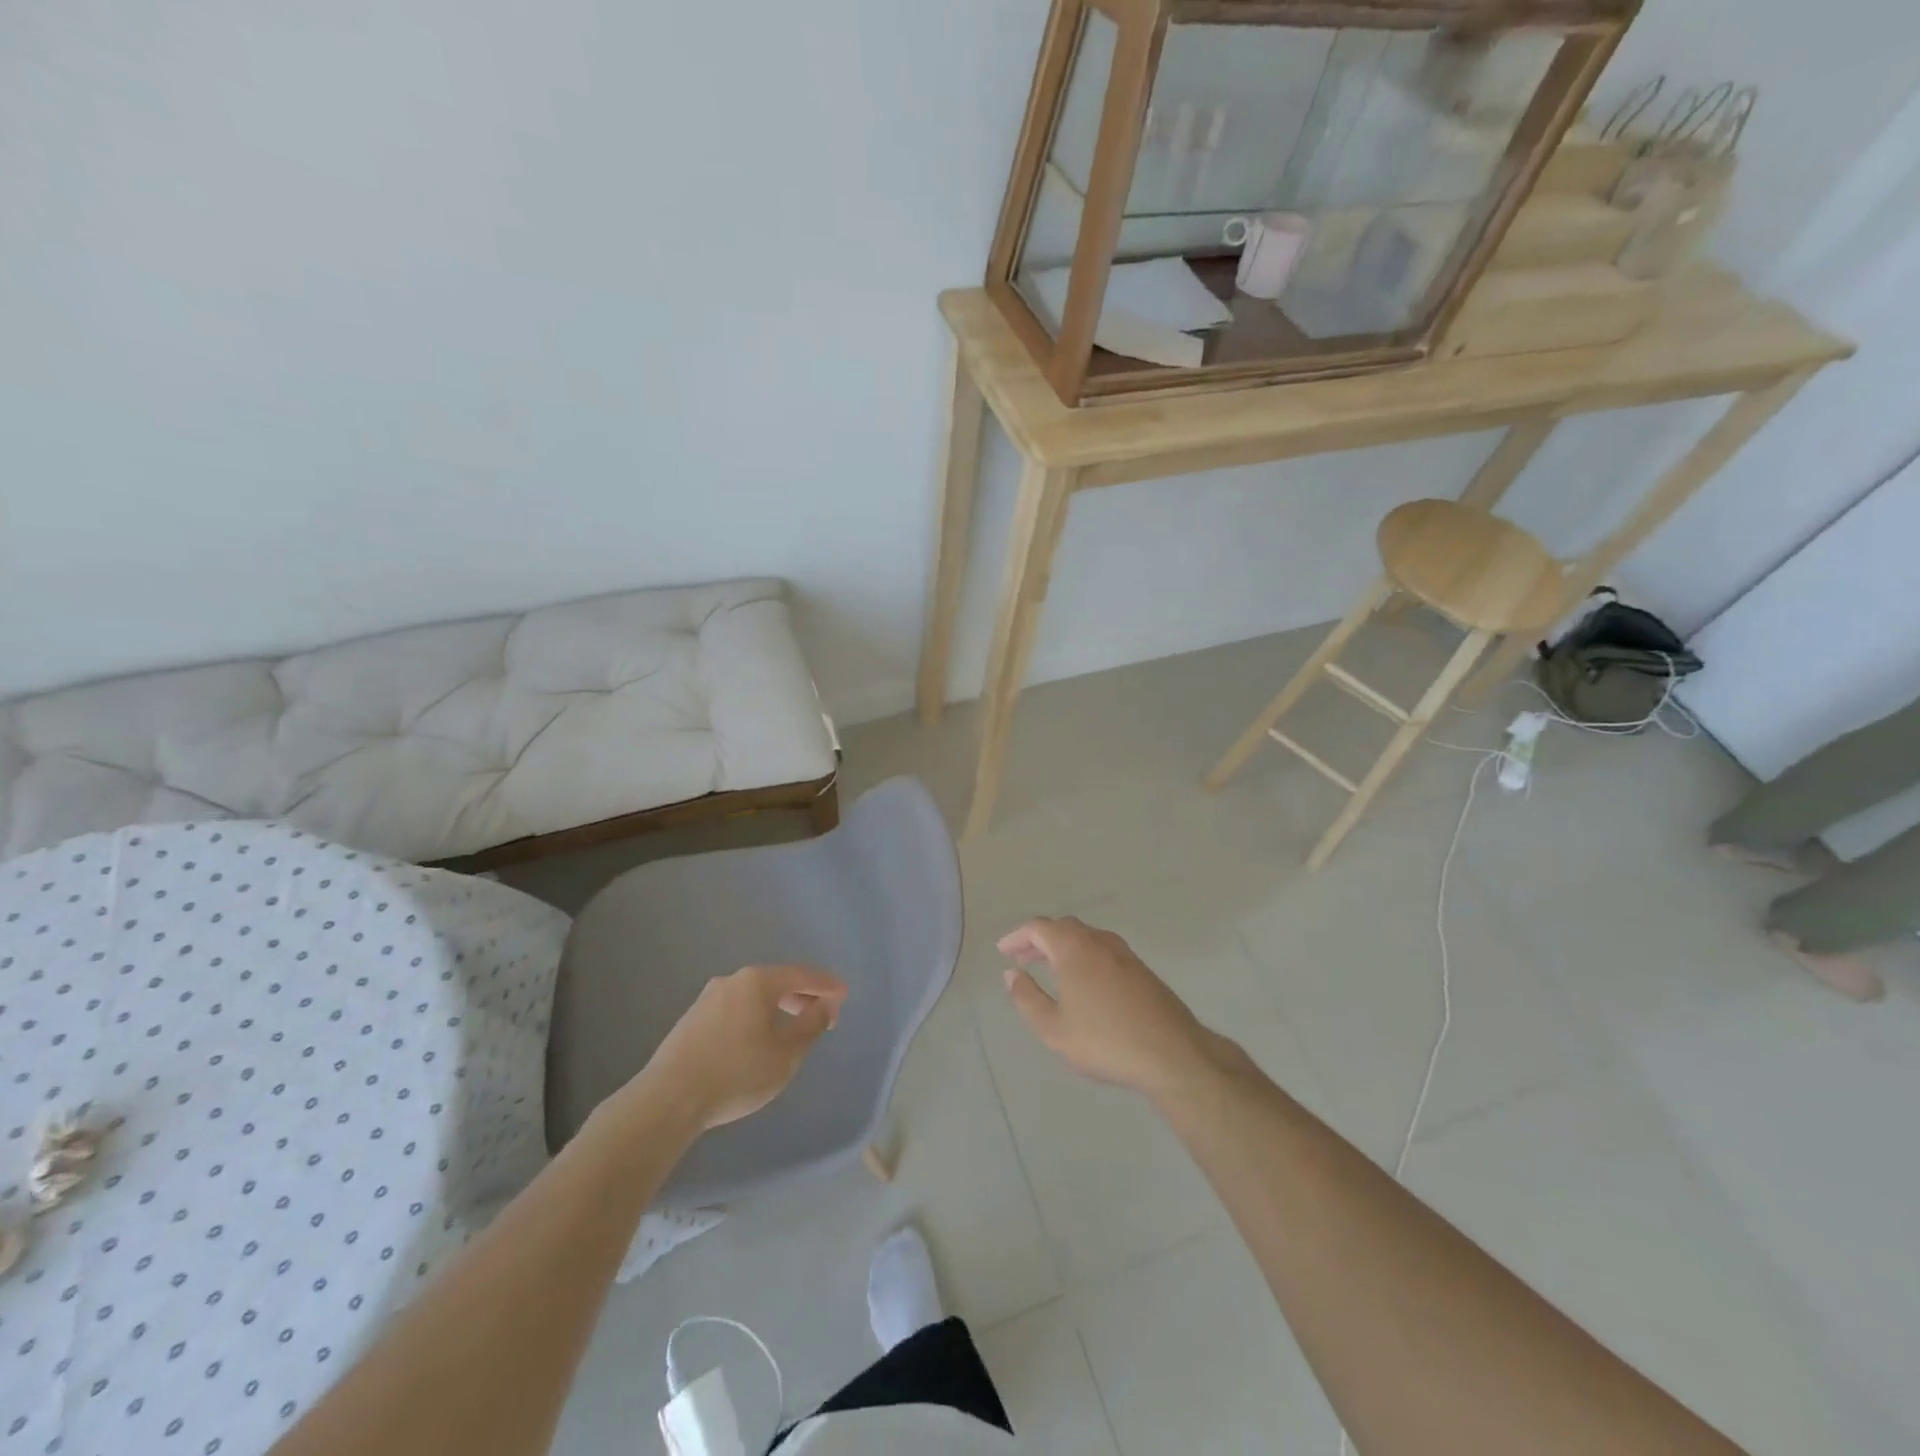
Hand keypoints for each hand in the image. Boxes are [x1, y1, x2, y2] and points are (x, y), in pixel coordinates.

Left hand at [636, 964, 848, 1130]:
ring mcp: (708, 998)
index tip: (844, 994)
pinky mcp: (691, 1020)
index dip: (826, 985)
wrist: (668, 1099)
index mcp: (757, 981)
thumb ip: (811, 1025)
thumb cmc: (737, 1073)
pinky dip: (755, 1017)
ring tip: (791, 1030)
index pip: (801, 975)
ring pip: (754, 996)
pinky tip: (757, 1040)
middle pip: (777, 982)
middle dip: (802, 997)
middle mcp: (732, 981)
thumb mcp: (786, 1054)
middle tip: (822, 1016)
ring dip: (778, 1008)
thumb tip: (825, 1005)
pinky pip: (735, 1009)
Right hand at [999, 917, 1222, 1099]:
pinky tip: (1084, 981)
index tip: (1003, 951)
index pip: (1038, 928)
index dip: (1017, 937)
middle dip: (1039, 940)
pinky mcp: (1141, 968)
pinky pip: (1102, 949)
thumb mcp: (1054, 1029)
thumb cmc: (1105, 1041)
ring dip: (1063, 946)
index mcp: (1073, 948)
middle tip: (1023, 959)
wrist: (1172, 1053)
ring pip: (1086, 937)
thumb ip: (1027, 998)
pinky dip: (1084, 955)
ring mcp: (1124, 953)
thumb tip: (1011, 974)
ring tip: (1050, 968)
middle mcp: (1098, 941)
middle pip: (1063, 928)